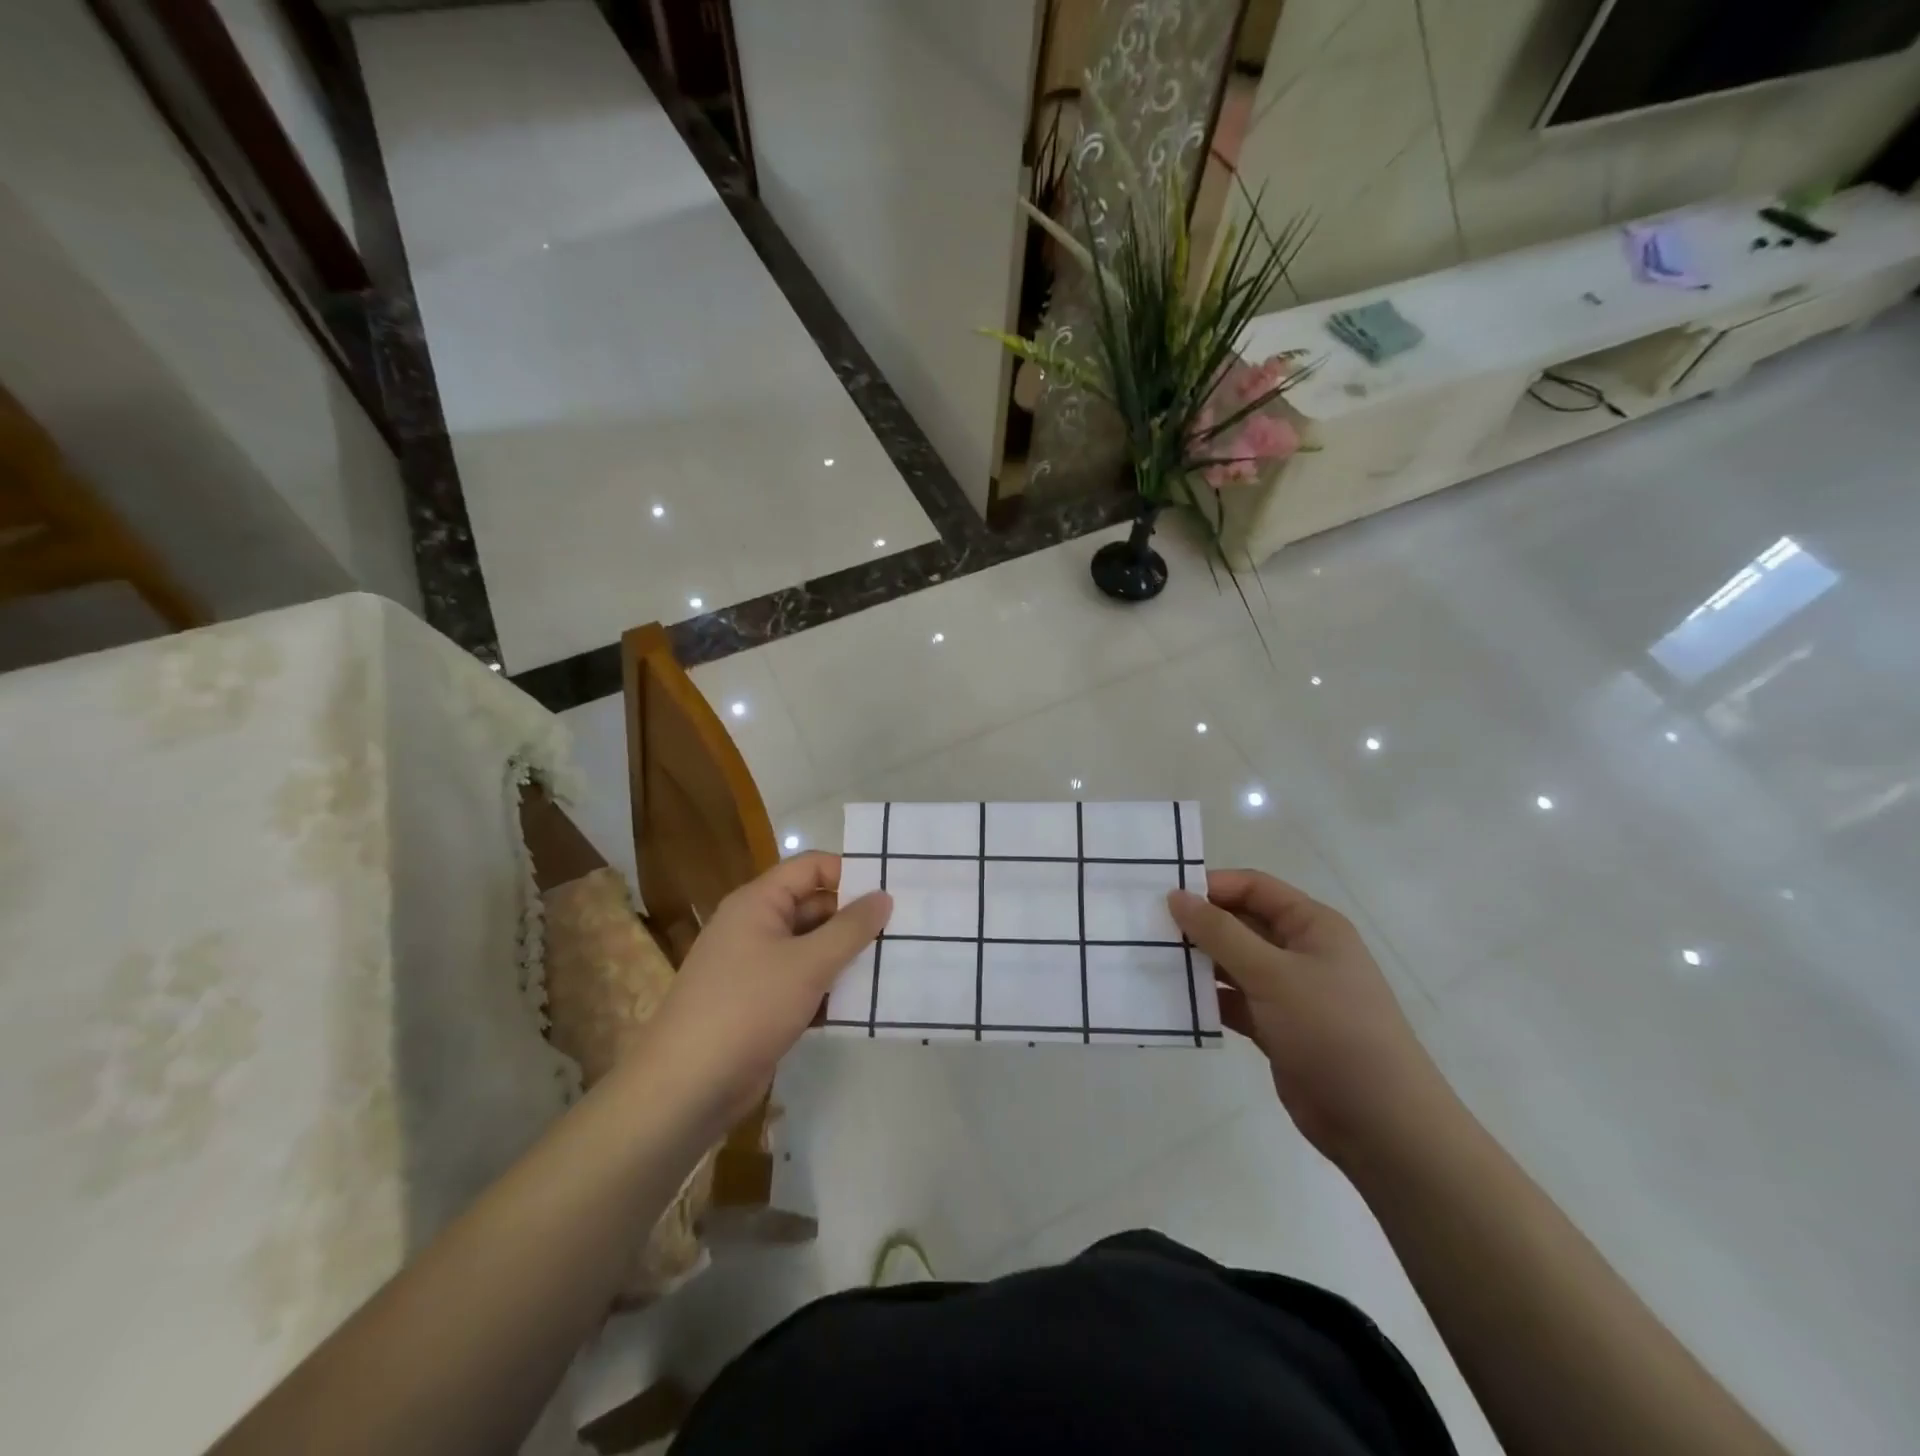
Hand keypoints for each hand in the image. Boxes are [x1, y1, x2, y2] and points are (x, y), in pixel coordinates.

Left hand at [647, 852, 890, 1127]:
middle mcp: (755, 926)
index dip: (850, 872)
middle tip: (904, 930)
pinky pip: (802, 982)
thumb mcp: (808, 963)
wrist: (686, 1087)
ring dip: (846, 956)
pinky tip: (865, 1003)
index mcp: (758, 902)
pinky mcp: (760, 1003)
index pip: (811, 867)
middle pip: (814, 907)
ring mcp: (755, 967)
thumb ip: (850, 928)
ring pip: (811, 948)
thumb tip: (884, 896)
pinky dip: (829, 988)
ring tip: (894, 964)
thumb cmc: (747, 1008)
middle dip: (855, 919)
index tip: (893, 890)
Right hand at [1168, 869, 1453, 1164]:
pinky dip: (1207, 998)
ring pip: (1233, 963)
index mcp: (1312, 925)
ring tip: (1150, 960)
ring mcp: (1288, 991)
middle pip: (1240, 923)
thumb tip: (1177, 896)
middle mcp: (1300, 951)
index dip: (1211, 886)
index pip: (1253, 887)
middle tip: (1147, 929)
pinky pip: (1233, 1000)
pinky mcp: (1276, 1027)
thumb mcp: (1273, 974)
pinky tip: (1173, 1000)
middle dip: (1198, 924)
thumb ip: (1221, 933)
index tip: (1164, 897)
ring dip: (1198, 962)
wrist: (1381, 1124)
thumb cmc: (1332, 1031)